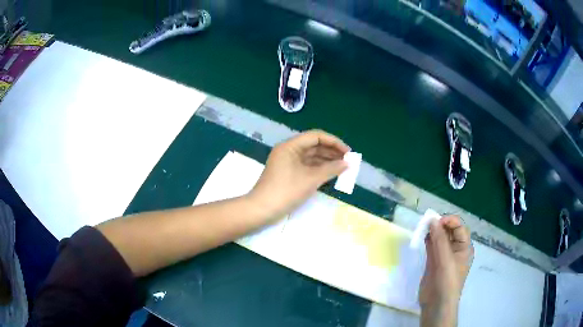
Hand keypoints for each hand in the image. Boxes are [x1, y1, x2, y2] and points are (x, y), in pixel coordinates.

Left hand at [249, 130, 349, 220]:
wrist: (262, 210)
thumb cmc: (286, 191)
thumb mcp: (311, 179)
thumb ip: (331, 169)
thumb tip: (347, 163)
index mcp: (290, 146)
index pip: (316, 136)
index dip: (334, 142)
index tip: (348, 152)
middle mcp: (289, 150)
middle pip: (314, 145)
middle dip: (332, 152)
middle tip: (348, 160)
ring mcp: (288, 162)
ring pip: (311, 157)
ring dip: (327, 161)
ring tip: (343, 167)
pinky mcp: (288, 173)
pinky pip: (307, 166)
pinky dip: (319, 169)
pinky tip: (331, 173)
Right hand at [419, 215, 473, 326]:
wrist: (437, 304)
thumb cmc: (447, 281)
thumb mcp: (446, 259)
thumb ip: (440, 240)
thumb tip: (432, 220)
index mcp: (464, 247)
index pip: (459, 227)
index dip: (449, 221)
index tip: (435, 221)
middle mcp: (456, 249)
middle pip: (449, 230)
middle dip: (439, 225)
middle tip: (427, 224)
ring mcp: (444, 255)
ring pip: (439, 237)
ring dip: (432, 232)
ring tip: (423, 228)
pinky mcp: (434, 261)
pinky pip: (432, 246)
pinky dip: (427, 240)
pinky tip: (421, 237)